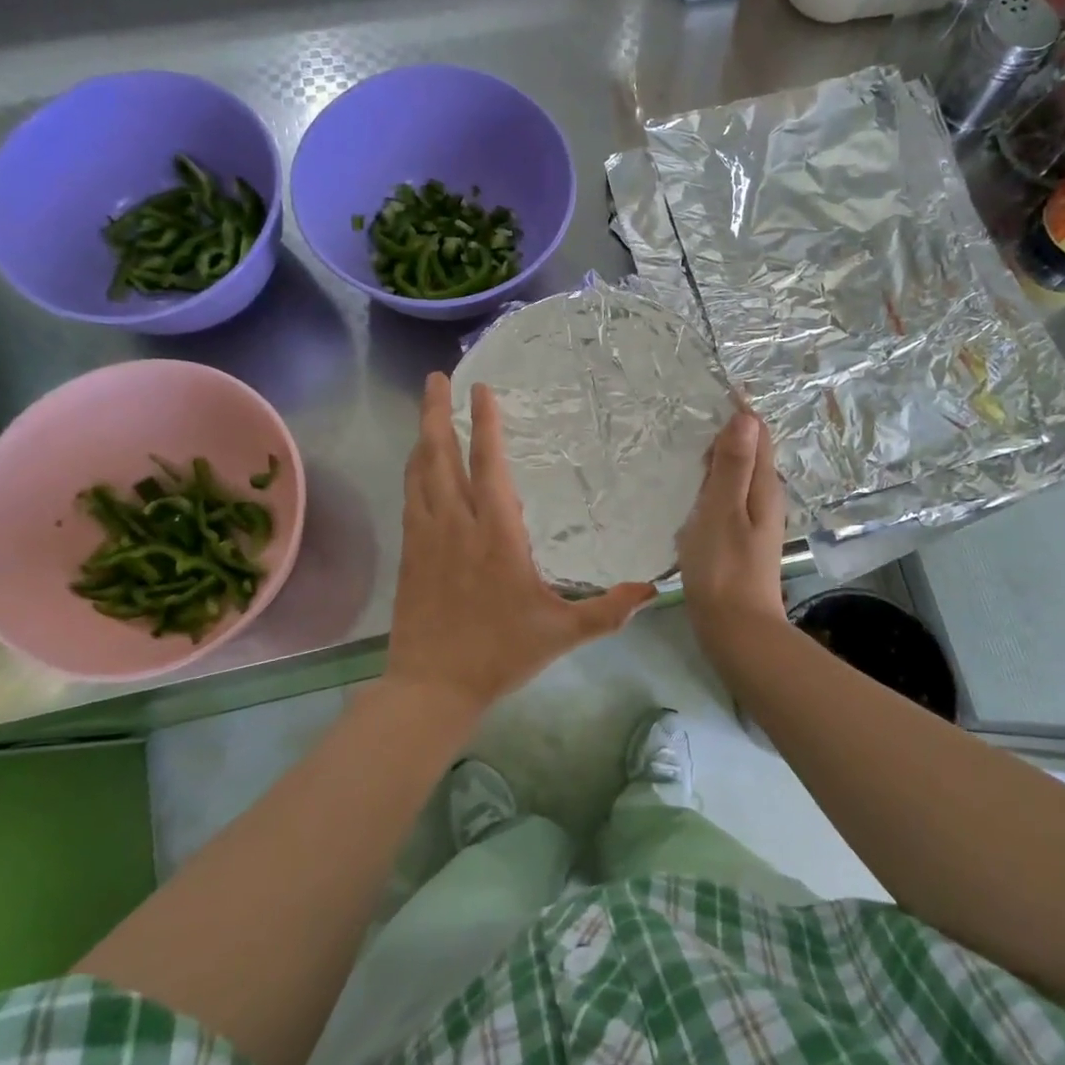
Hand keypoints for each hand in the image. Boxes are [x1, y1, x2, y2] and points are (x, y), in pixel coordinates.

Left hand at [386, 373, 655, 714]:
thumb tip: (655, 590)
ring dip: (423, 437)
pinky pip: (410, 500)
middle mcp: (457, 525)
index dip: (484, 424)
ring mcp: (427, 538)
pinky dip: (413, 473)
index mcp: (496, 536)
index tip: (480, 389)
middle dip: (437, 413)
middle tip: (435, 378)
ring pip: (420, 474)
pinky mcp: (410, 554)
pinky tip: (416, 465)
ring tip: (426, 409)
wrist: (432, 686)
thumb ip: (609, 610)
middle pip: (441, 457)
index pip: (489, 466)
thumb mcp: (563, 634)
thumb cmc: (500, 654)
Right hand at [678, 410, 787, 648]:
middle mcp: (764, 498)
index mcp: (764, 487)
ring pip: (736, 476)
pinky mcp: (738, 538)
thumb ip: (733, 466)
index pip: (758, 434)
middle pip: (749, 452)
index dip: (738, 412)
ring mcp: (753, 520)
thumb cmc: (724, 568)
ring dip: (715, 460)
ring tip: (681, 448)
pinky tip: (688, 493)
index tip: (708, 393)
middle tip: (685, 418)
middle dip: (724, 432)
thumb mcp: (723, 510)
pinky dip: (710, 486)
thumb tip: (746, 417)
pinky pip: (726, 498)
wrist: (735, 629)